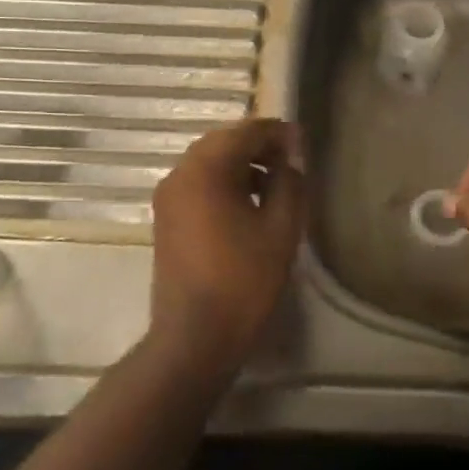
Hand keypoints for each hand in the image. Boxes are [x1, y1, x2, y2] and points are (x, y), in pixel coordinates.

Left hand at [149, 118, 305, 374]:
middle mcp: (179, 174)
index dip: (277, 133)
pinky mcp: (166, 219)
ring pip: (208, 162)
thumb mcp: (281, 228)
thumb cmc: (244, 280)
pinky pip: (198, 183)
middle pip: (223, 142)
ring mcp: (168, 197)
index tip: (303, 143)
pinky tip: (248, 203)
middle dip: (257, 145)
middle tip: (291, 160)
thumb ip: (289, 183)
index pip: (245, 132)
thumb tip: (290, 160)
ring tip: (274, 183)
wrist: (195, 337)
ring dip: (241, 163)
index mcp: (206, 170)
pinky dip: (224, 181)